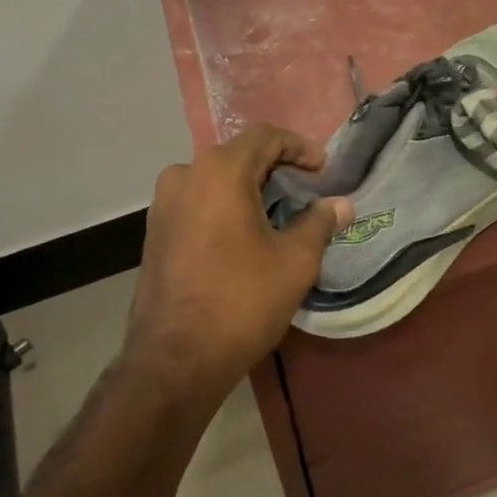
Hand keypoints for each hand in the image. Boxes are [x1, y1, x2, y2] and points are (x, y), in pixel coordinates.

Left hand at [125, 125, 351, 407]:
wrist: (175, 360)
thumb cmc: (242, 300)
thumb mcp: (295, 261)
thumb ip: (319, 223)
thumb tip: (341, 204)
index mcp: (219, 171)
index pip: (265, 137)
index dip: (299, 147)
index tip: (323, 170)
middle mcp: (184, 175)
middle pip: (238, 155)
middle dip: (275, 167)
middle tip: (305, 189)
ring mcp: (163, 204)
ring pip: (215, 178)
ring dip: (249, 187)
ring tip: (278, 211)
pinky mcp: (154, 231)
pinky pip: (197, 201)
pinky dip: (225, 205)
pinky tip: (245, 233)